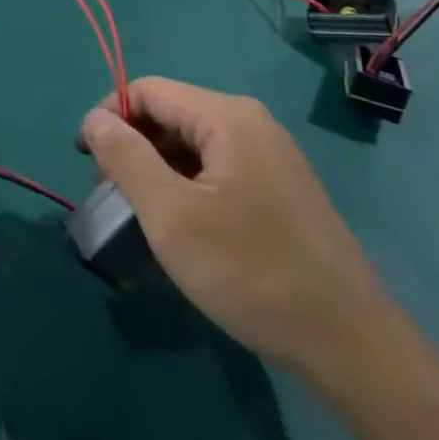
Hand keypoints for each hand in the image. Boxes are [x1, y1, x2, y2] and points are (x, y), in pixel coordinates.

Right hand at [79, 78, 387, 374]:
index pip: (147, 90)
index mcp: (227, 117)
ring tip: (139, 214)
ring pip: (192, 145)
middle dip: (132, 145)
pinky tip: (181, 228)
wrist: (353, 349)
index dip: (108, 116)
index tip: (85, 161)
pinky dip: (186, 186)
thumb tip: (94, 120)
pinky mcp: (281, 190)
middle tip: (110, 193)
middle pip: (170, 114)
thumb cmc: (251, 273)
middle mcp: (251, 123)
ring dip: (156, 169)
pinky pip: (217, 169)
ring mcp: (271, 157)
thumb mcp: (170, 215)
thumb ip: (124, 157)